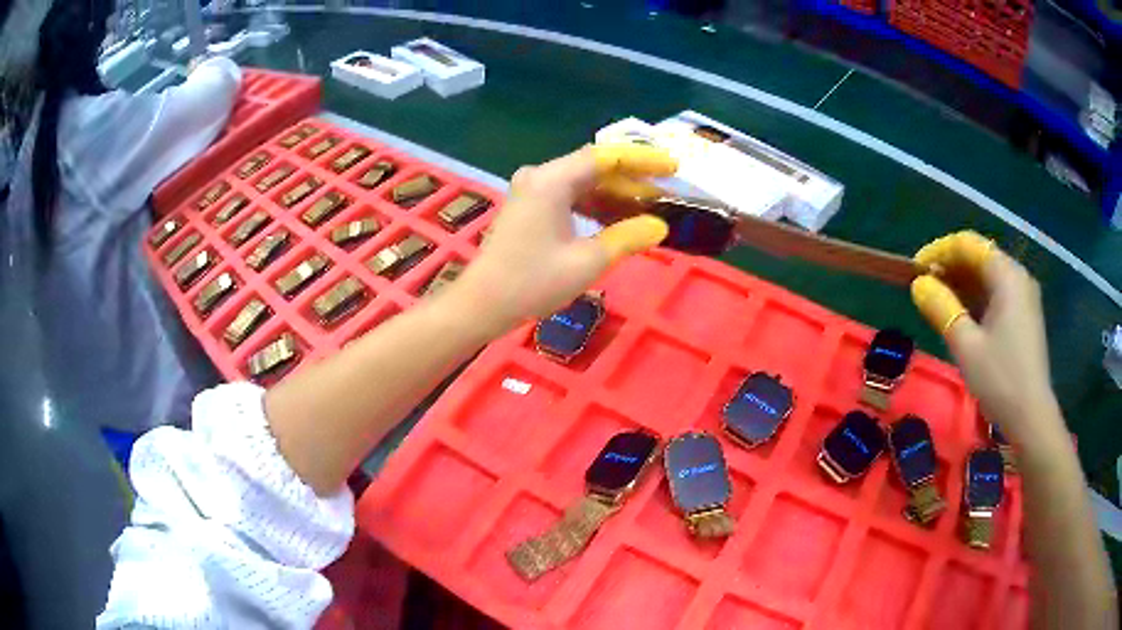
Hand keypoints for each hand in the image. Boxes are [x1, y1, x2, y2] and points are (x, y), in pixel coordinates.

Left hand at [450, 144, 676, 335]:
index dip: (643, 160)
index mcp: (551, 180)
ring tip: (649, 209)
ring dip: (615, 195)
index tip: (673, 167)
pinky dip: (595, 206)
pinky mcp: (529, 207)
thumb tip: (659, 227)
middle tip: (667, 194)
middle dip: (632, 180)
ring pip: (583, 183)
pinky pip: (570, 197)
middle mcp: (540, 176)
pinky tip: (618, 220)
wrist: (482, 304)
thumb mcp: (587, 262)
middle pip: (595, 168)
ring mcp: (532, 191)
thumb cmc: (532, 283)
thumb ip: (627, 238)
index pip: (606, 157)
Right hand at [910, 231, 1060, 442]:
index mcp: (1007, 275)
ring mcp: (1023, 297)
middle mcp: (1018, 277)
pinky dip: (976, 299)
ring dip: (961, 284)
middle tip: (924, 287)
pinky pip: (996, 294)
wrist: (1031, 418)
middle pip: (979, 257)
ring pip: (987, 277)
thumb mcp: (966, 345)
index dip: (939, 251)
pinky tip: (961, 316)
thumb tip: (918, 284)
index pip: (968, 245)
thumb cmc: (1000, 379)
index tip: (914, 269)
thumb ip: (941, 308)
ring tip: (937, 302)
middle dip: (949, 267)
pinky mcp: (1024, 316)